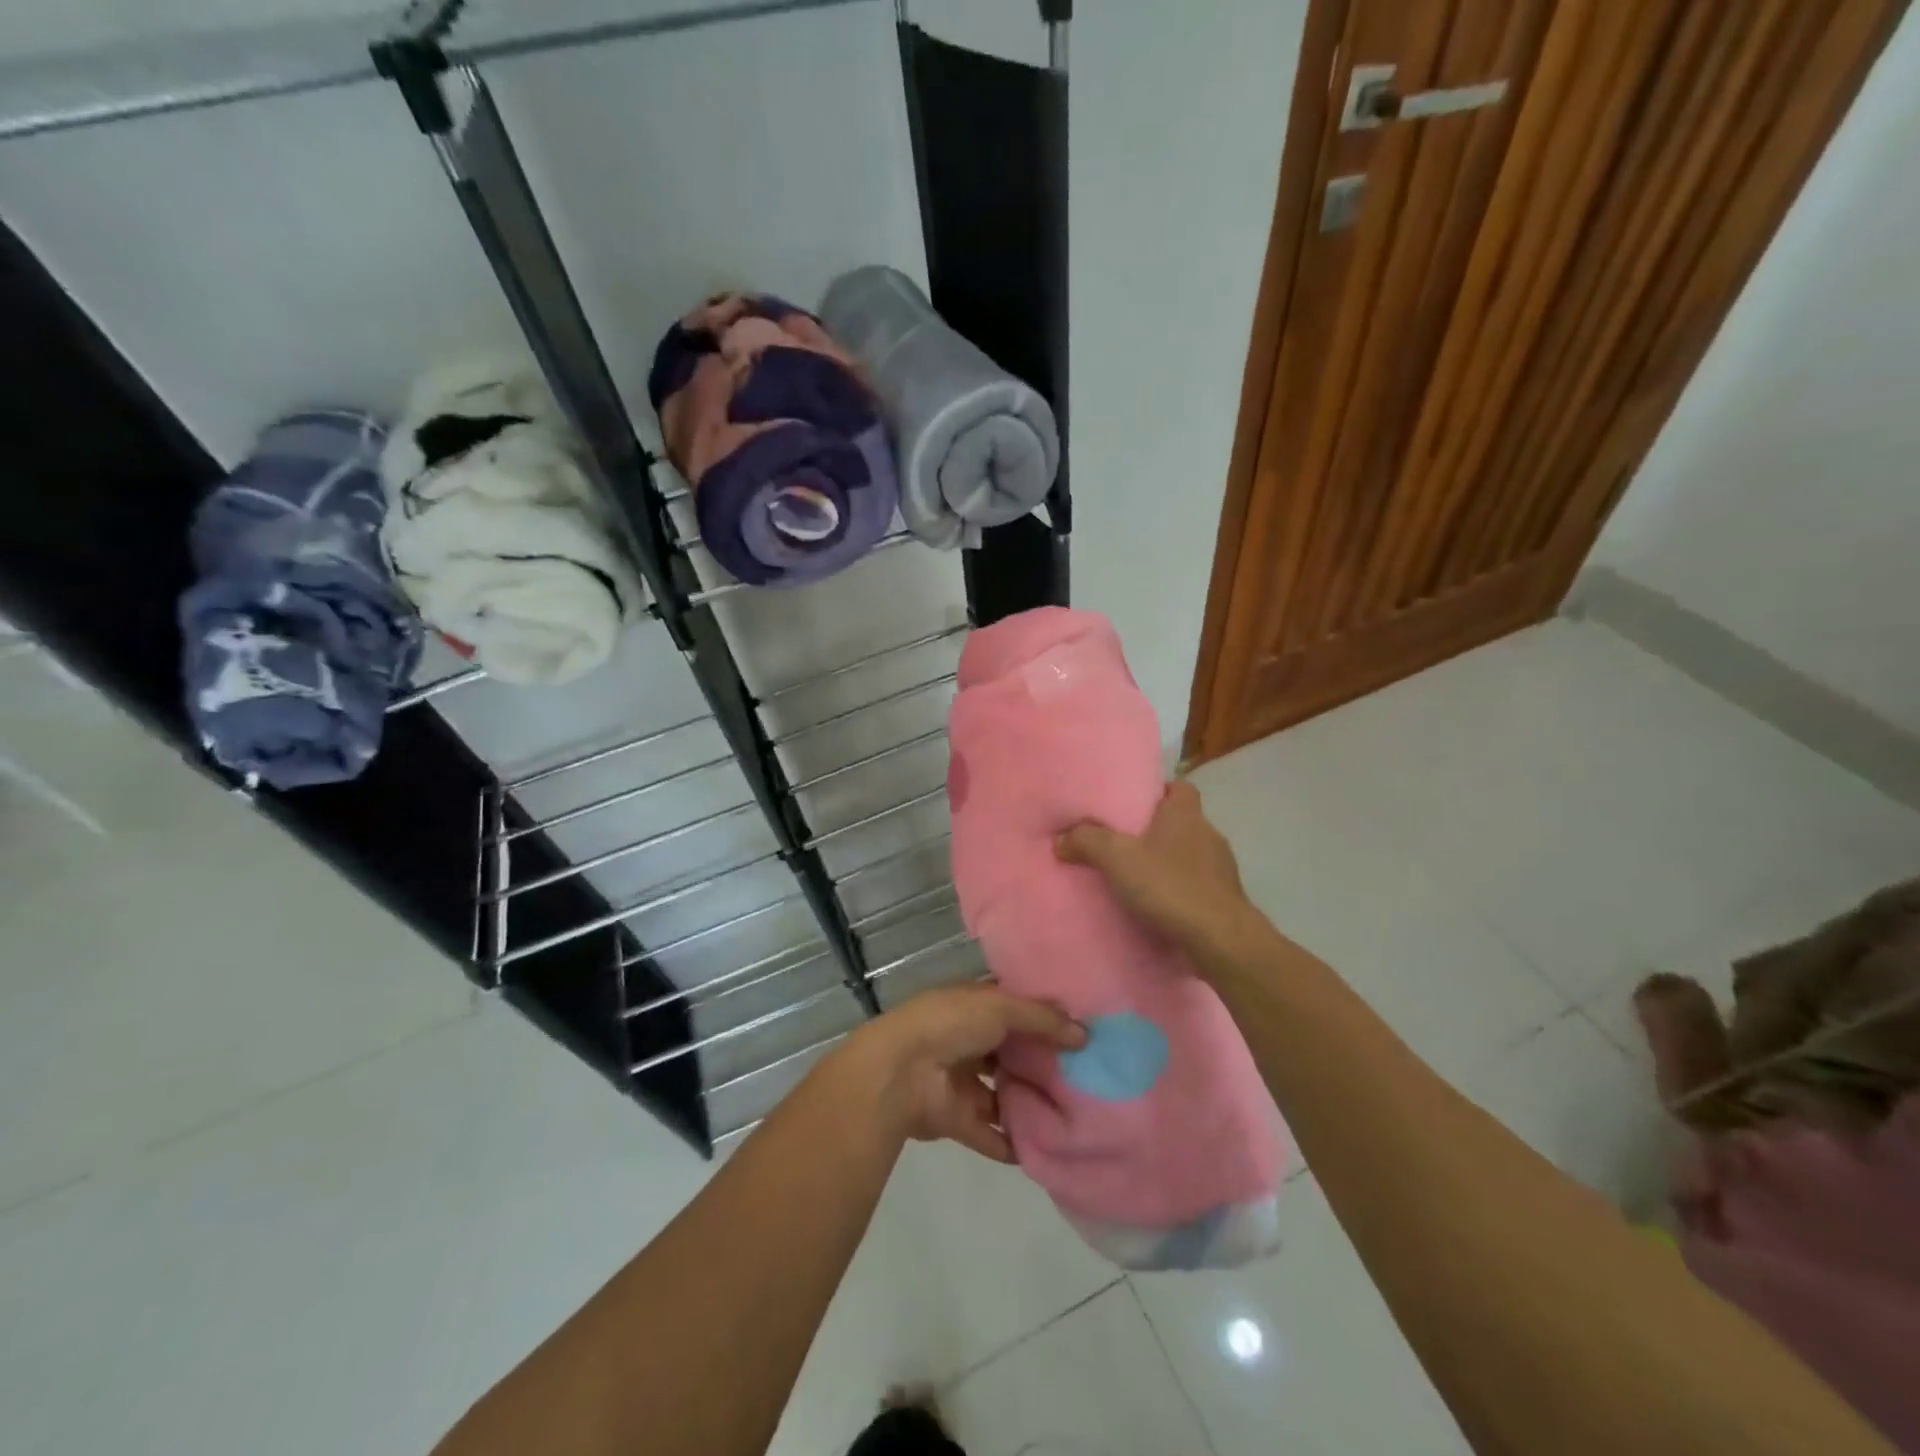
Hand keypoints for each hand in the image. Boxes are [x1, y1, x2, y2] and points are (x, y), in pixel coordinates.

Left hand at [845, 985, 1084, 1162]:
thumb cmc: (951, 1024)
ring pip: (1002, 1095)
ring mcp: (961, 1081)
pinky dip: (1012, 1143)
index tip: (1081, 1032)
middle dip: (1041, 1065)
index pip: (1013, 1009)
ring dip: (1028, 1104)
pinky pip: (990, 1134)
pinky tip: (1046, 1150)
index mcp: (973, 1006)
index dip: (1043, 1019)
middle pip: (1010, 1054)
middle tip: (1086, 1078)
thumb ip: (1043, 1020)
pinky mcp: (956, 1119)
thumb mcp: (1002, 1007)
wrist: (900, 1071)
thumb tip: (1085, 1035)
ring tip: (1073, 1116)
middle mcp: (967, 1040)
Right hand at [1055, 780, 1262, 966]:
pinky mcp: (1225, 901)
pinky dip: (1178, 892)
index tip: (1133, 804)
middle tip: (1123, 842)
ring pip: (1189, 856)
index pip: (1179, 787)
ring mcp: (1221, 869)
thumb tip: (1061, 839)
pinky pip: (1196, 887)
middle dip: (1156, 831)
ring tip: (1136, 878)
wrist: (1220, 940)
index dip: (1158, 791)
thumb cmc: (1170, 885)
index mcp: (1185, 814)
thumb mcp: (1117, 858)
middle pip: (1181, 822)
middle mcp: (1208, 834)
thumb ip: (1087, 841)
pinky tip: (1157, 907)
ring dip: (1168, 864)